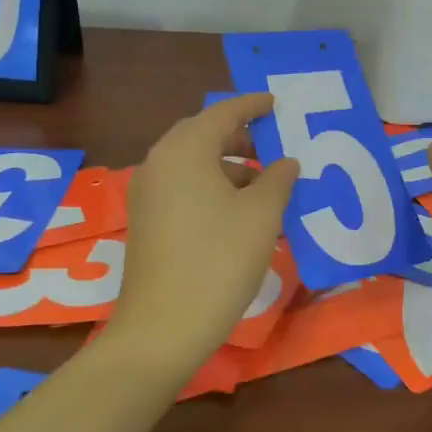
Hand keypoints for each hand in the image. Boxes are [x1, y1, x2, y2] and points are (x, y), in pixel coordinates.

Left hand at [113, 93, 299, 364]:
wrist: (162, 327)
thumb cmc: (219, 260)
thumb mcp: (261, 215)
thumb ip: (278, 179)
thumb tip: (286, 163)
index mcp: (185, 150)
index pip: (223, 113)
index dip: (252, 105)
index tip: (275, 103)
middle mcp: (159, 162)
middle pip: (202, 134)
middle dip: (238, 135)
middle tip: (271, 143)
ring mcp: (147, 193)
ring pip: (191, 162)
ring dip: (226, 164)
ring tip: (262, 182)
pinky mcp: (145, 220)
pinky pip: (181, 185)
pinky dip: (209, 185)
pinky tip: (236, 209)